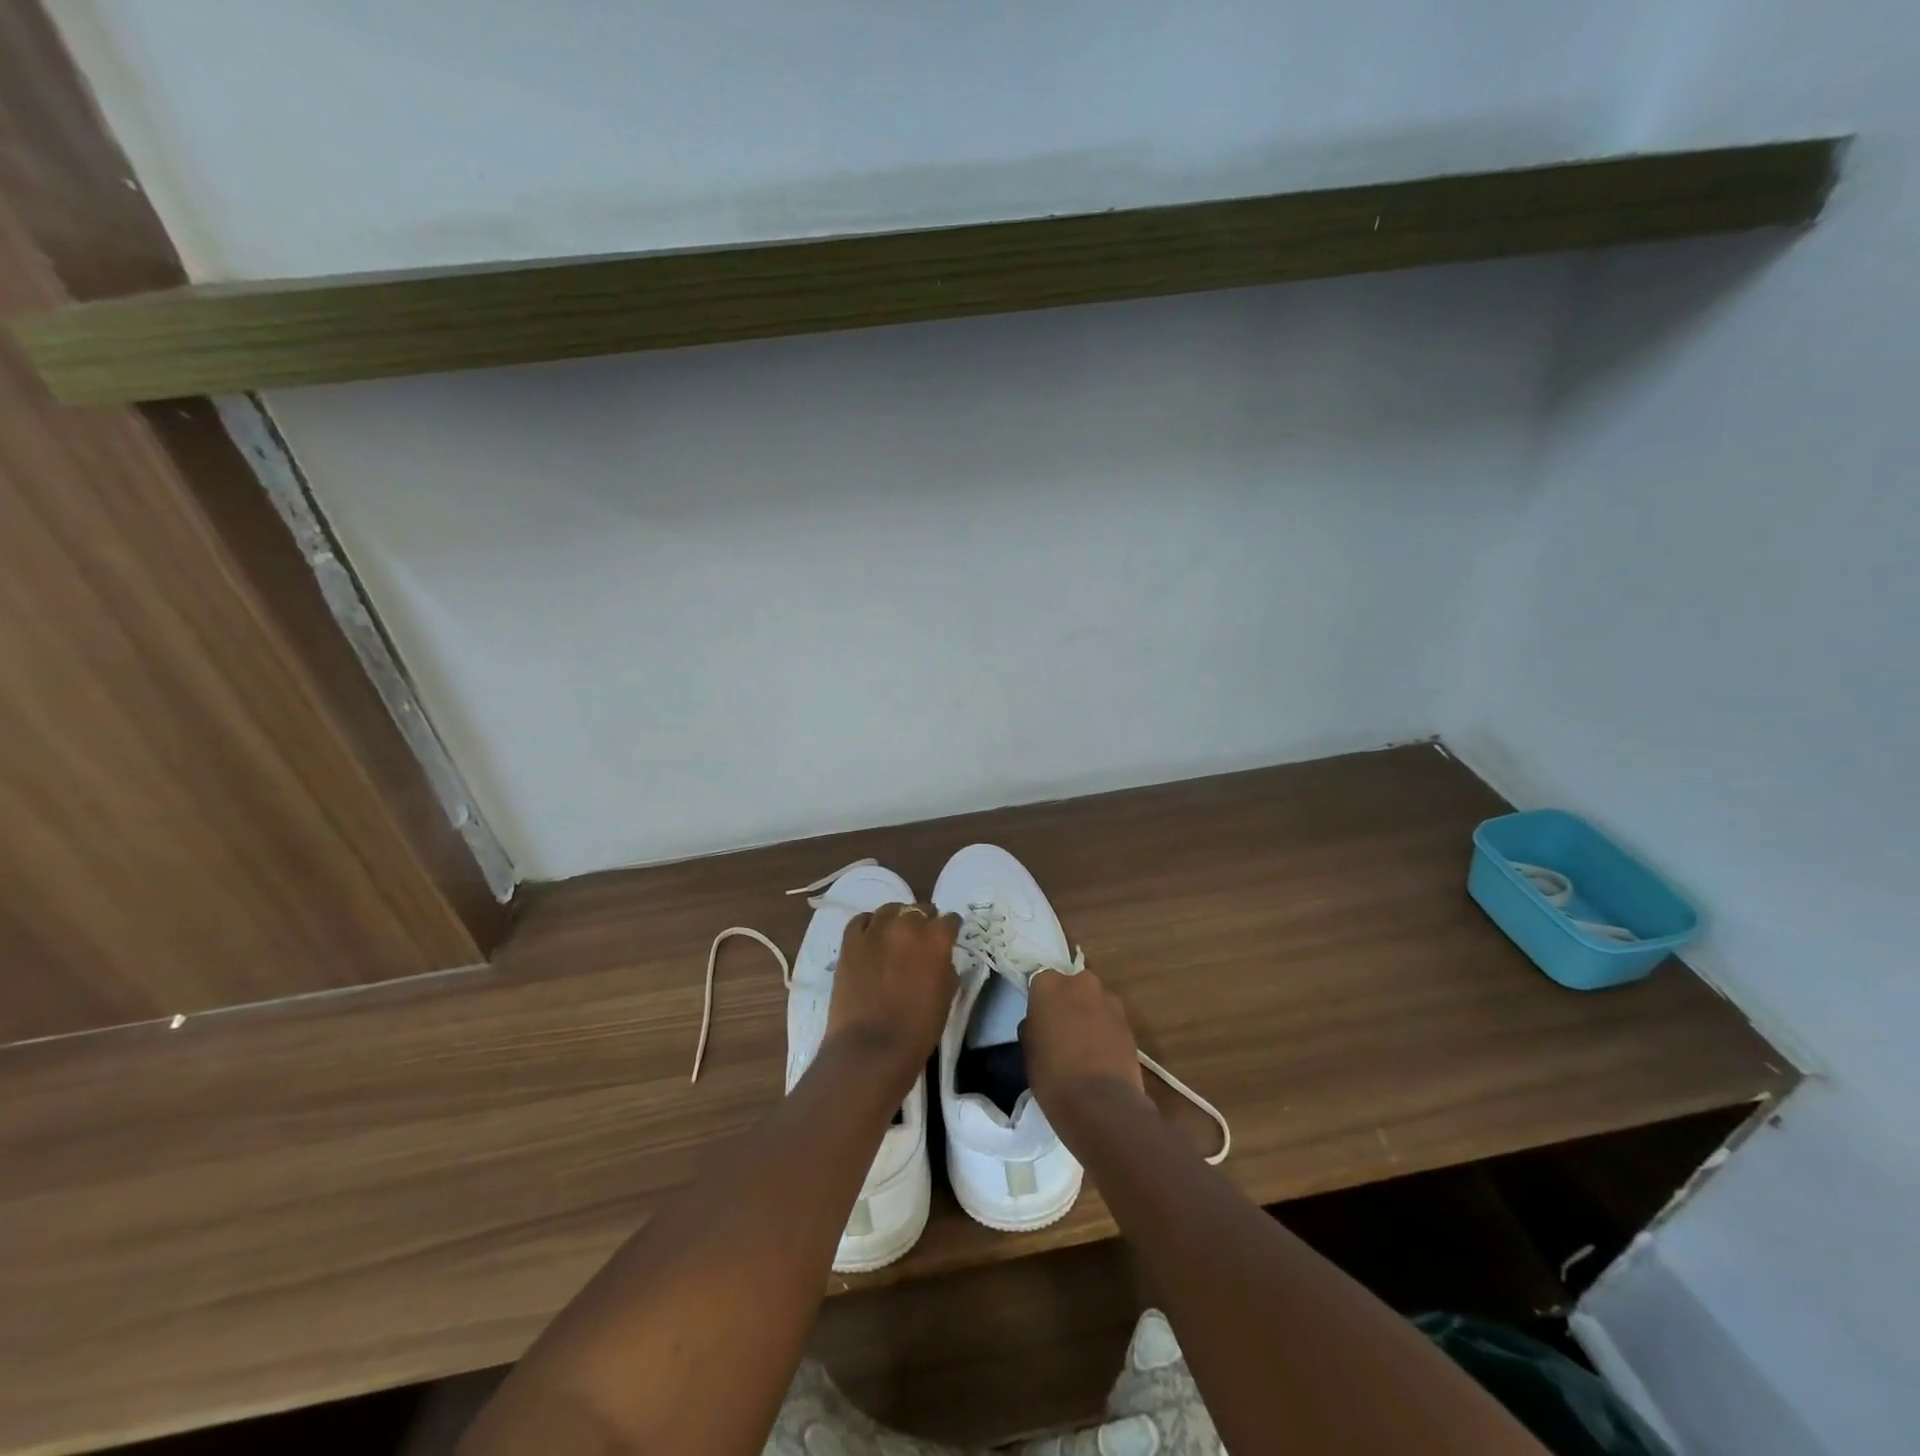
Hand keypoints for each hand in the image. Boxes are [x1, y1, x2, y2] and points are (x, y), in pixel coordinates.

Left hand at [824, 903, 959, 1091]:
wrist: (870, 1049)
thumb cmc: (918, 1030)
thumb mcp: (946, 997)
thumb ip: (946, 968)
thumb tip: (940, 959)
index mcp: (936, 939)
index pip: (950, 920)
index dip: (950, 929)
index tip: (948, 938)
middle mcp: (907, 925)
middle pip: (920, 910)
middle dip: (924, 922)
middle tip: (921, 940)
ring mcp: (875, 930)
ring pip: (890, 909)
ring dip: (897, 919)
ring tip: (895, 935)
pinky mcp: (850, 941)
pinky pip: (861, 920)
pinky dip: (869, 925)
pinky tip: (871, 937)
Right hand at [1020, 967, 1147, 1117]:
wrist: (1100, 1104)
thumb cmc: (1052, 1074)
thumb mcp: (1029, 1048)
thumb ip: (1035, 1025)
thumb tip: (1042, 1023)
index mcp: (1049, 984)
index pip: (1040, 981)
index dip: (1041, 1001)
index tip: (1040, 1019)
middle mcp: (1081, 983)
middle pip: (1073, 986)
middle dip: (1069, 1002)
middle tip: (1062, 1030)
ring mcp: (1109, 1002)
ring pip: (1095, 1003)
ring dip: (1090, 1016)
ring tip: (1085, 1047)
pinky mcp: (1129, 1024)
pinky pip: (1111, 1021)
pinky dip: (1106, 1032)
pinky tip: (1101, 1057)